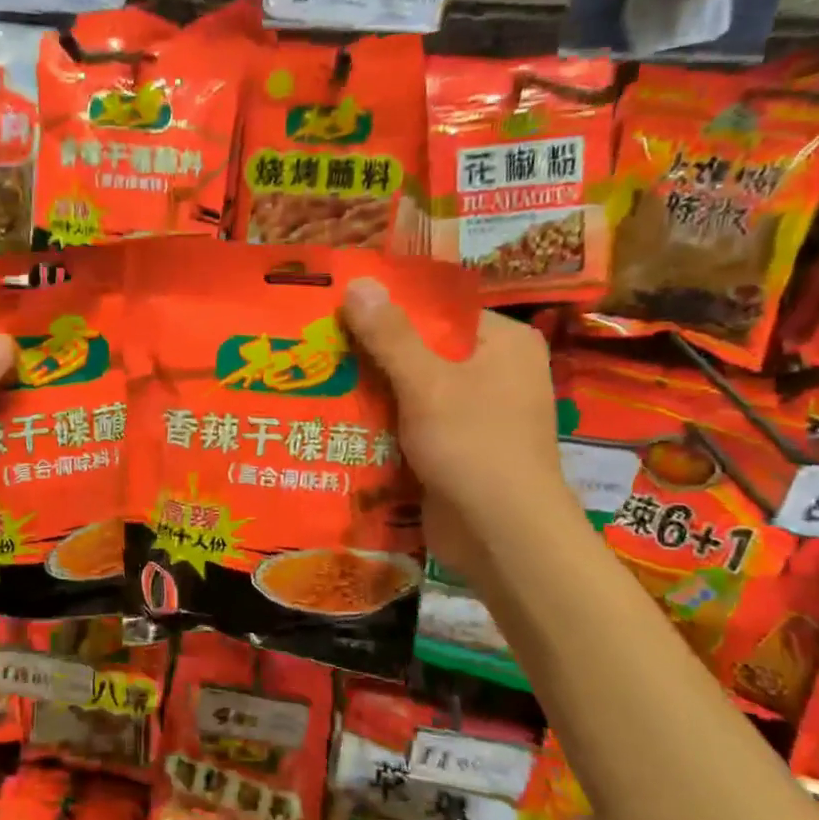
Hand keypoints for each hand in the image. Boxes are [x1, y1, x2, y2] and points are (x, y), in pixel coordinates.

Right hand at [341, 278, 576, 578]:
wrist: (503, 537)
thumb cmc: (474, 445)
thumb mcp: (427, 383)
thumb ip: (390, 335)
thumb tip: (357, 282)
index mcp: (504, 343)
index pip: (439, 310)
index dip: (388, 307)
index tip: (338, 308)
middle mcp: (495, 372)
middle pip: (422, 349)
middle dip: (371, 352)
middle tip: (316, 344)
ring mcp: (476, 413)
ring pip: (412, 389)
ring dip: (371, 390)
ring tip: (314, 377)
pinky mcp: (456, 447)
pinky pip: (412, 422)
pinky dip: (381, 422)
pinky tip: (335, 417)